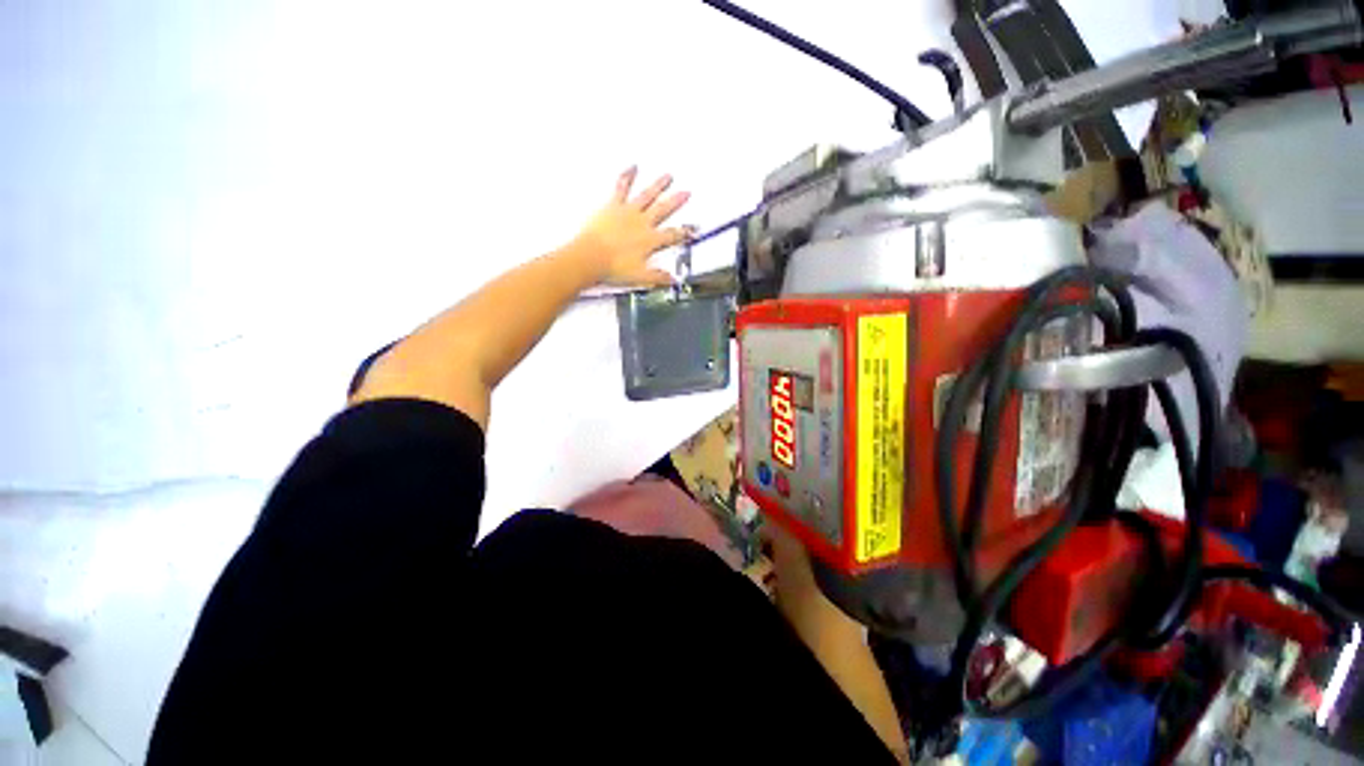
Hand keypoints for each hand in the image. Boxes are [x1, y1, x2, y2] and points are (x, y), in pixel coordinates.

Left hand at [572, 167, 691, 286]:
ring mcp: (628, 212)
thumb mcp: (640, 277)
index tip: (692, 228)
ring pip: (647, 195)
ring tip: (668, 176)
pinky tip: (632, 167)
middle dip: (676, 202)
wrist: (591, 257)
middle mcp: (642, 223)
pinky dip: (627, 176)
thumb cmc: (613, 267)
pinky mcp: (613, 206)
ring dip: (658, 185)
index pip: (672, 236)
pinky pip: (622, 188)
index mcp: (650, 240)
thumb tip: (671, 280)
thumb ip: (658, 277)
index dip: (684, 232)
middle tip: (686, 193)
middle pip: (663, 210)